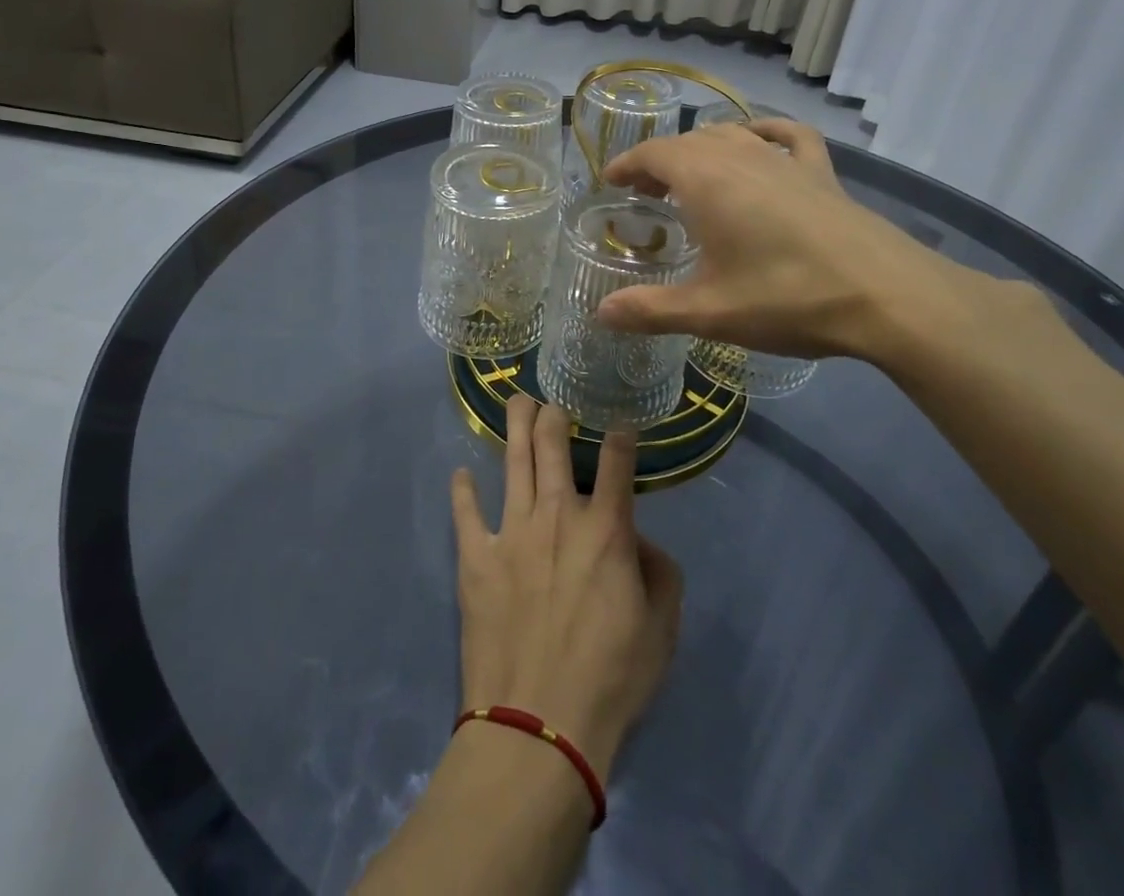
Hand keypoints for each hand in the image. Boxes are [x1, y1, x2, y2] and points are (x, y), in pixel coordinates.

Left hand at [450, 394, 682, 780]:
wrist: (540, 725)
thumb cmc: (611, 678)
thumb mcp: (661, 628)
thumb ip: (659, 572)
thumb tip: (638, 540)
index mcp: (606, 529)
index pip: (617, 462)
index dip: (620, 435)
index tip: (618, 422)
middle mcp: (557, 515)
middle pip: (553, 446)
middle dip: (554, 414)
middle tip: (552, 399)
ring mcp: (512, 531)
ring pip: (513, 462)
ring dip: (516, 427)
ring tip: (516, 402)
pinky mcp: (476, 557)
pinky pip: (466, 513)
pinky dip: (463, 491)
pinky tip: (461, 474)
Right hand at [597, 120, 996, 364]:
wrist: (886, 294)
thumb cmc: (787, 297)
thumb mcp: (710, 312)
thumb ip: (650, 310)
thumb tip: (601, 313)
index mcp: (706, 180)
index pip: (654, 154)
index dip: (627, 164)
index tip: (611, 181)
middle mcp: (741, 156)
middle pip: (688, 142)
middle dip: (659, 161)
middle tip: (644, 192)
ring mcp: (785, 160)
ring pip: (731, 135)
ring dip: (701, 149)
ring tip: (690, 176)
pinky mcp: (821, 172)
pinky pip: (786, 136)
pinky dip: (764, 132)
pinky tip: (760, 142)